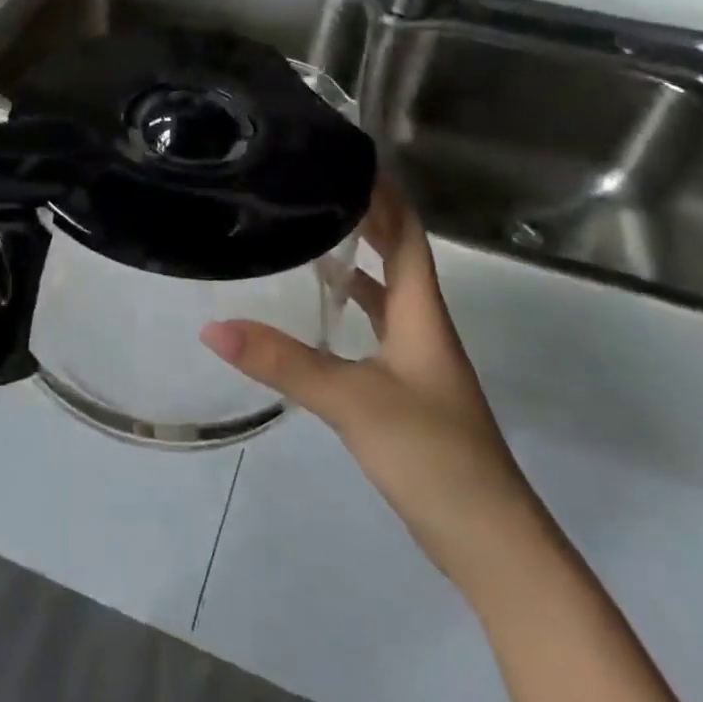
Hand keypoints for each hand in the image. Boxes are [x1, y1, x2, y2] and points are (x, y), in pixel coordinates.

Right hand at [201, 173, 551, 596]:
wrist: (489, 541)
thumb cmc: (432, 454)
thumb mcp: (352, 401)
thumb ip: (283, 362)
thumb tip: (213, 326)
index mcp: (420, 314)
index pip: (407, 235)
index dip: (385, 196)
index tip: (350, 159)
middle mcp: (422, 327)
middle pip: (398, 256)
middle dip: (367, 218)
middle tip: (318, 187)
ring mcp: (417, 361)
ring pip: (386, 294)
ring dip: (358, 261)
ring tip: (312, 234)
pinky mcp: (406, 391)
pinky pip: (376, 329)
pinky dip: (352, 308)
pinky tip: (320, 313)